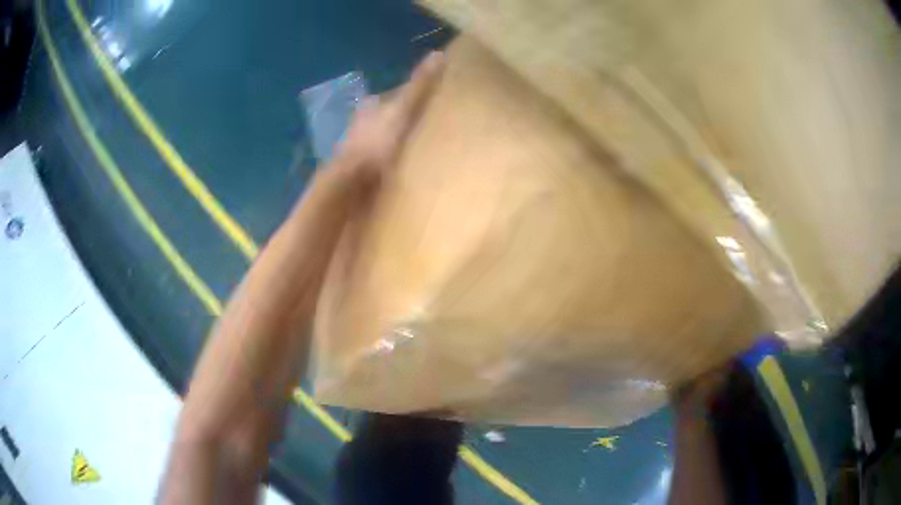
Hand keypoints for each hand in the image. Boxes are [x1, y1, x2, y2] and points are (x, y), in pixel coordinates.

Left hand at [333, 50, 444, 185]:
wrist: (351, 183)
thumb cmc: (377, 143)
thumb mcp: (402, 110)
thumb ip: (419, 86)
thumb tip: (438, 54)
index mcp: (372, 105)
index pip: (396, 94)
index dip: (414, 95)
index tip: (434, 100)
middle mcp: (362, 122)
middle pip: (388, 116)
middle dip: (405, 118)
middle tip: (431, 124)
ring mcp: (359, 147)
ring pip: (384, 137)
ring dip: (399, 139)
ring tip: (422, 146)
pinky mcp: (361, 169)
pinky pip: (381, 159)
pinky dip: (393, 159)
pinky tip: (405, 166)